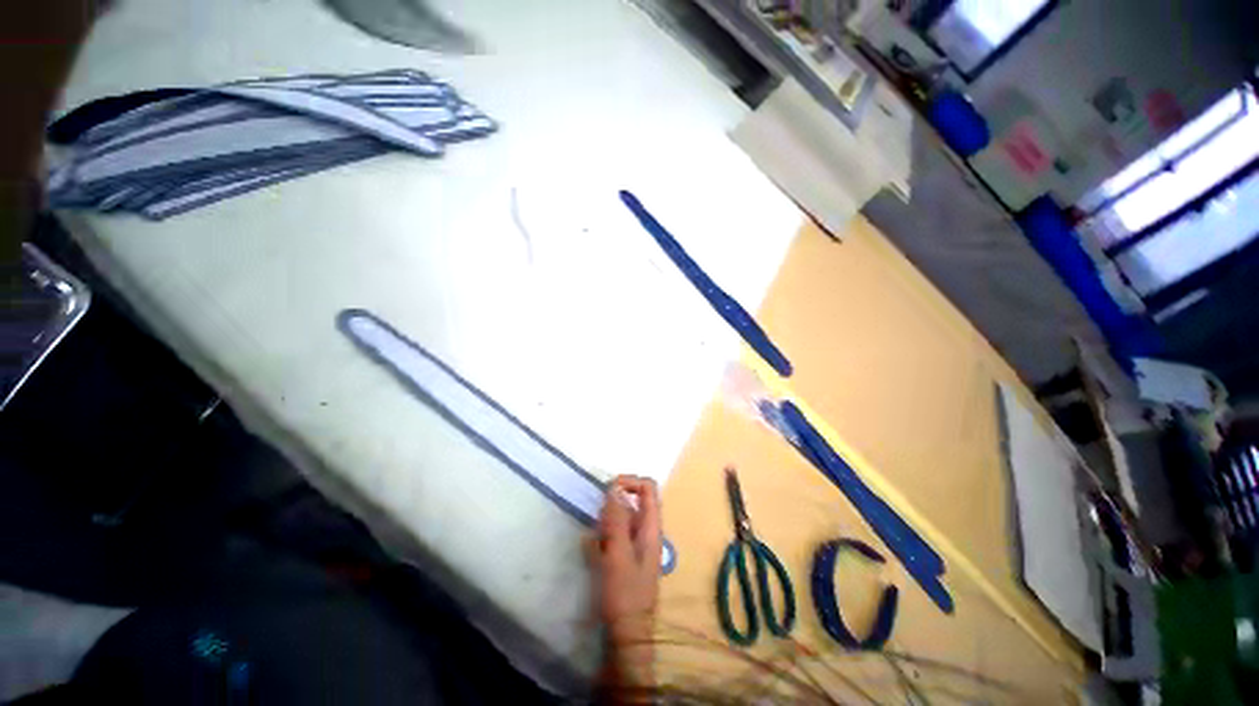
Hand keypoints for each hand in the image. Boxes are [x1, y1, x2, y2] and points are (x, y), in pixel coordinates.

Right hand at [588, 476, 661, 693]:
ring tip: (596, 537)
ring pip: (624, 517)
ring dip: (608, 519)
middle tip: (598, 518)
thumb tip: (614, 487)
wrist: (628, 634)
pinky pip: (617, 533)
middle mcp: (648, 530)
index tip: (608, 488)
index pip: (649, 488)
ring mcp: (638, 543)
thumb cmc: (625, 594)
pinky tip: (594, 549)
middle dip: (615, 502)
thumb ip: (617, 519)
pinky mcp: (628, 555)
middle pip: (636, 500)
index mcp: (652, 527)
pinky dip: (605, 534)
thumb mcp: (618, 553)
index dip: (630, 481)